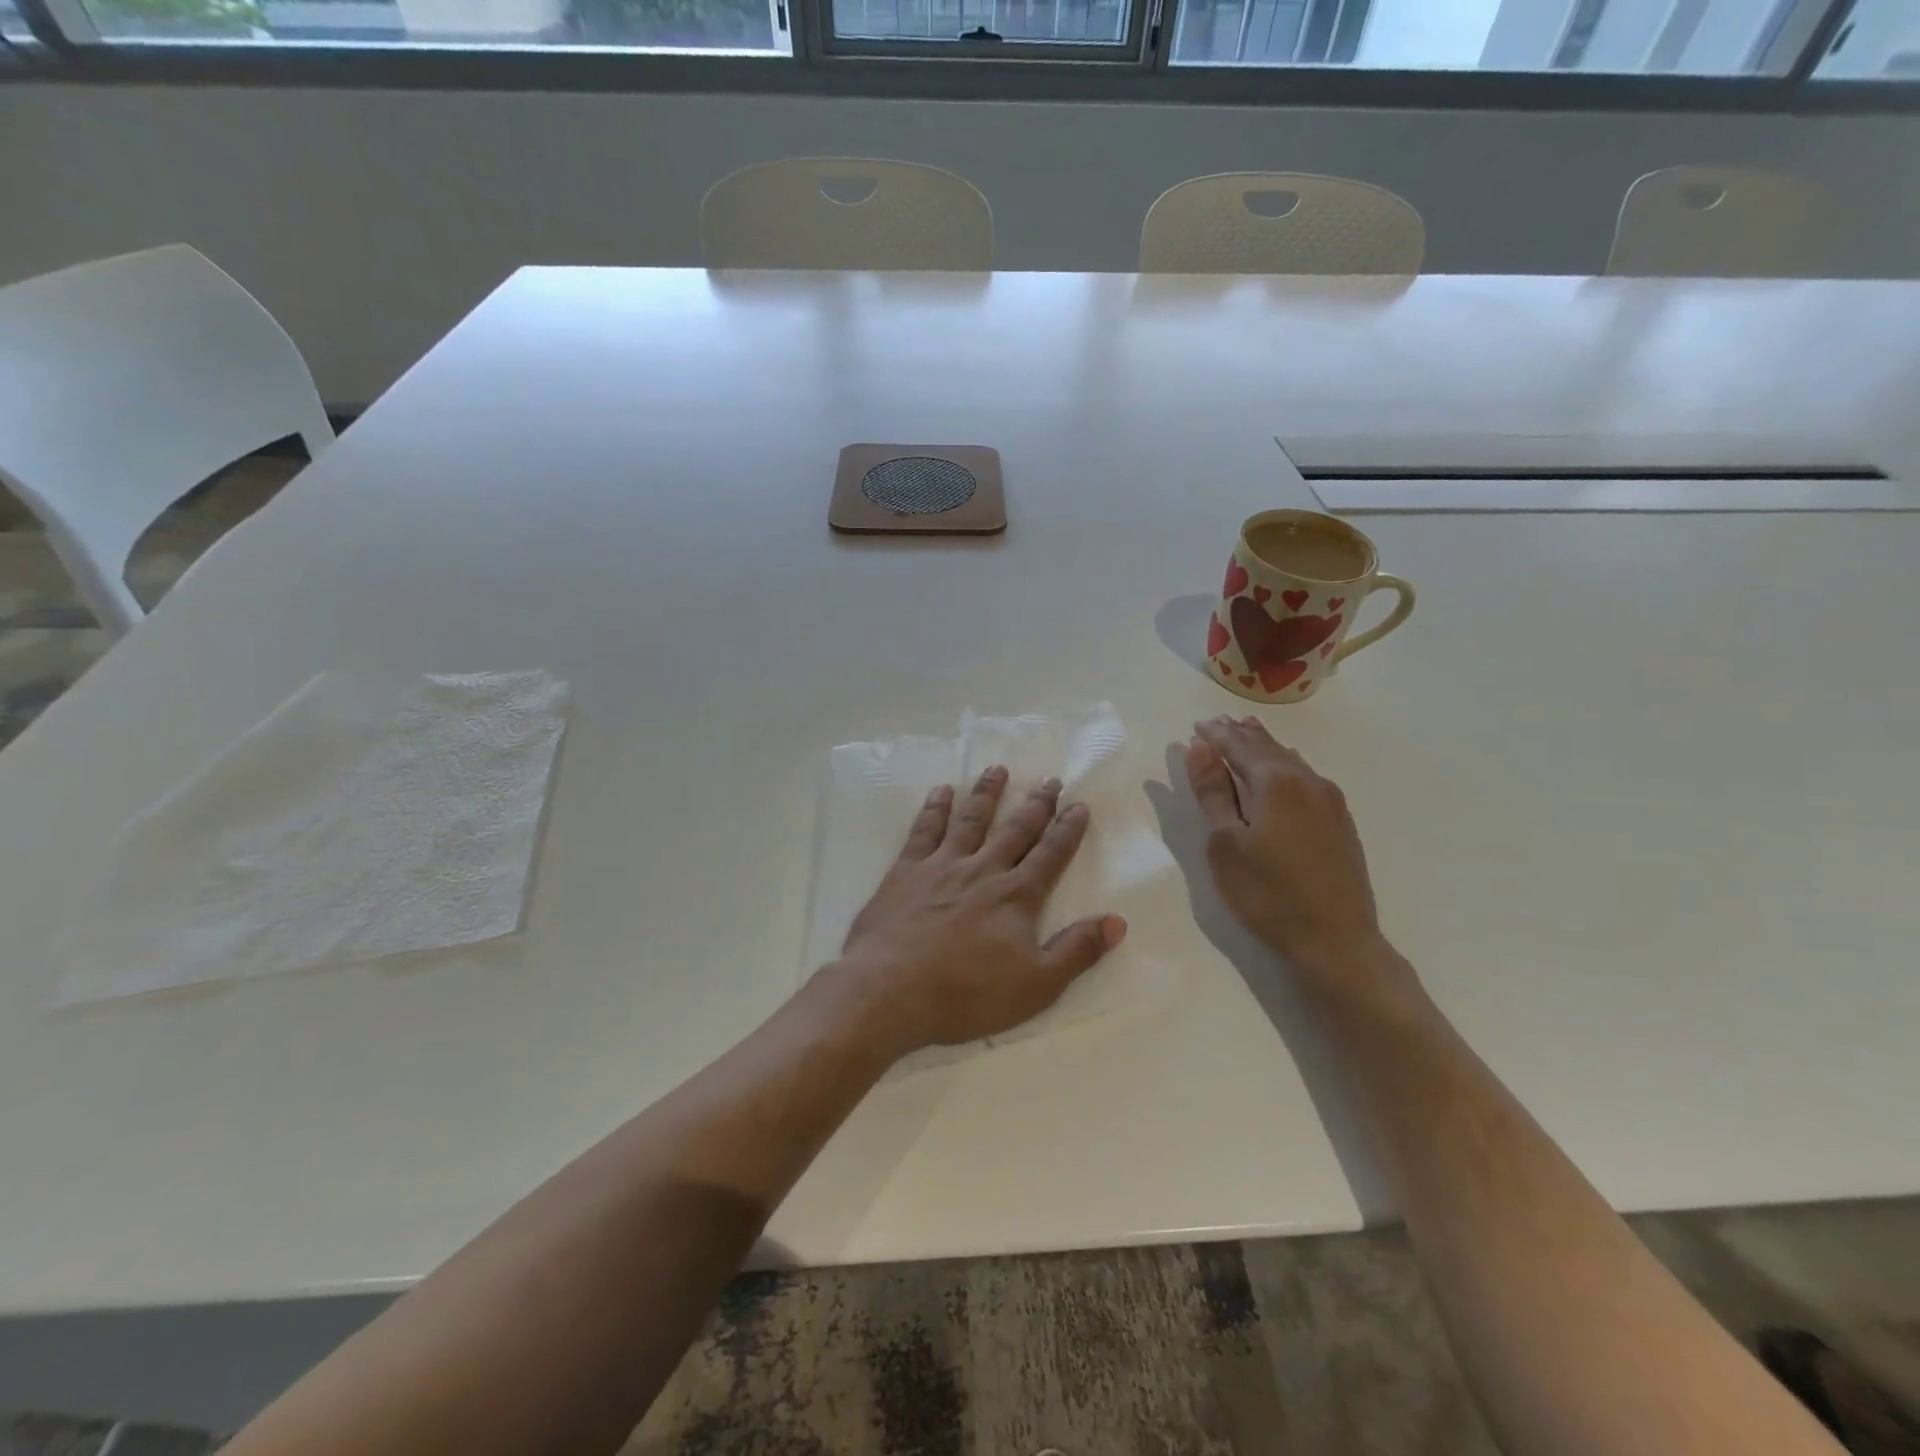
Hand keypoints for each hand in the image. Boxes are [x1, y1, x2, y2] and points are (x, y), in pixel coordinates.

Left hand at [828, 767, 1126, 1060]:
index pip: (1050, 855)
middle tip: (1049, 779)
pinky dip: (935, 808)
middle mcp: (983, 870)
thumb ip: (1077, 950)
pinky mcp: (906, 871)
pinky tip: (941, 791)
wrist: (891, 989)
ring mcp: (942, 866)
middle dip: (1036, 805)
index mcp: (1016, 896)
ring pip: (970, 820)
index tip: (1079, 805)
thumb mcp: (1036, 985)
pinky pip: (924, 830)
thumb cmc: (966, 994)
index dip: (1068, 830)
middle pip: (1015, 830)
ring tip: (997, 769)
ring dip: (987, 794)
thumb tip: (1117, 922)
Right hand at [1185, 716, 1390, 984]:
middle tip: (1217, 724)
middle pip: (1267, 746)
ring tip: (1245, 736)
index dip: (1215, 735)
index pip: (1238, 745)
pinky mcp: (1341, 821)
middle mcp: (1307, 780)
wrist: (1336, 940)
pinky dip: (1283, 765)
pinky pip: (1305, 776)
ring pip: (1290, 759)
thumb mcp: (1225, 844)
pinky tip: (1280, 771)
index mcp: (1275, 782)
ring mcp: (1329, 800)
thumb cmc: (1268, 894)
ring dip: (1263, 747)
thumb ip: (1212, 793)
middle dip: (1239, 734)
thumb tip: (1199, 748)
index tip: (1196, 727)